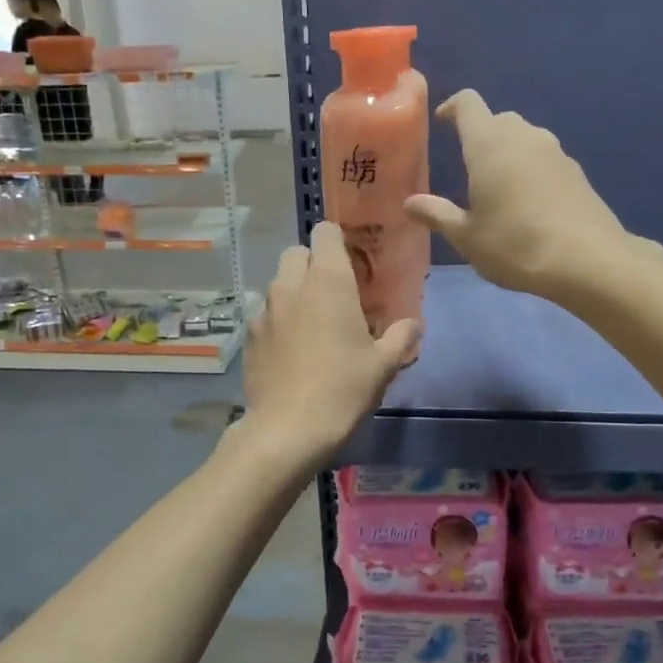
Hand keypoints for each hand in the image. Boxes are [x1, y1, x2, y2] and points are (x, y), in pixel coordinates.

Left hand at [241, 222, 419, 462]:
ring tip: (312, 325)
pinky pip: (265, 314)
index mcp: (328, 281)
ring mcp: (264, 309)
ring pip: (278, 283)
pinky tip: (291, 351)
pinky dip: (278, 321)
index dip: (337, 240)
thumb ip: (402, 336)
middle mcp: (290, 285)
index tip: (351, 261)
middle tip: (333, 293)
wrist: (288, 430)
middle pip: (296, 252)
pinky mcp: (248, 335)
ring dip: (294, 293)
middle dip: (312, 263)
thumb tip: (413, 324)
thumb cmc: (343, 388)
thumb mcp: (383, 364)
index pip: (325, 232)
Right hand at [404, 90, 637, 298]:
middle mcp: (524, 136)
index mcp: (489, 144)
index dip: (452, 108)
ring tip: (498, 186)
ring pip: (524, 137)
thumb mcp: (467, 237)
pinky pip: (545, 158)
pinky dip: (531, 169)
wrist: (587, 261)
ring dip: (508, 152)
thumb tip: (410, 203)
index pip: (468, 104)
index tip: (442, 123)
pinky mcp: (576, 171)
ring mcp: (555, 151)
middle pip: (498, 119)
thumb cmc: (515, 245)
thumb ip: (437, 214)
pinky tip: (529, 202)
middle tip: (468, 165)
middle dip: (480, 134)